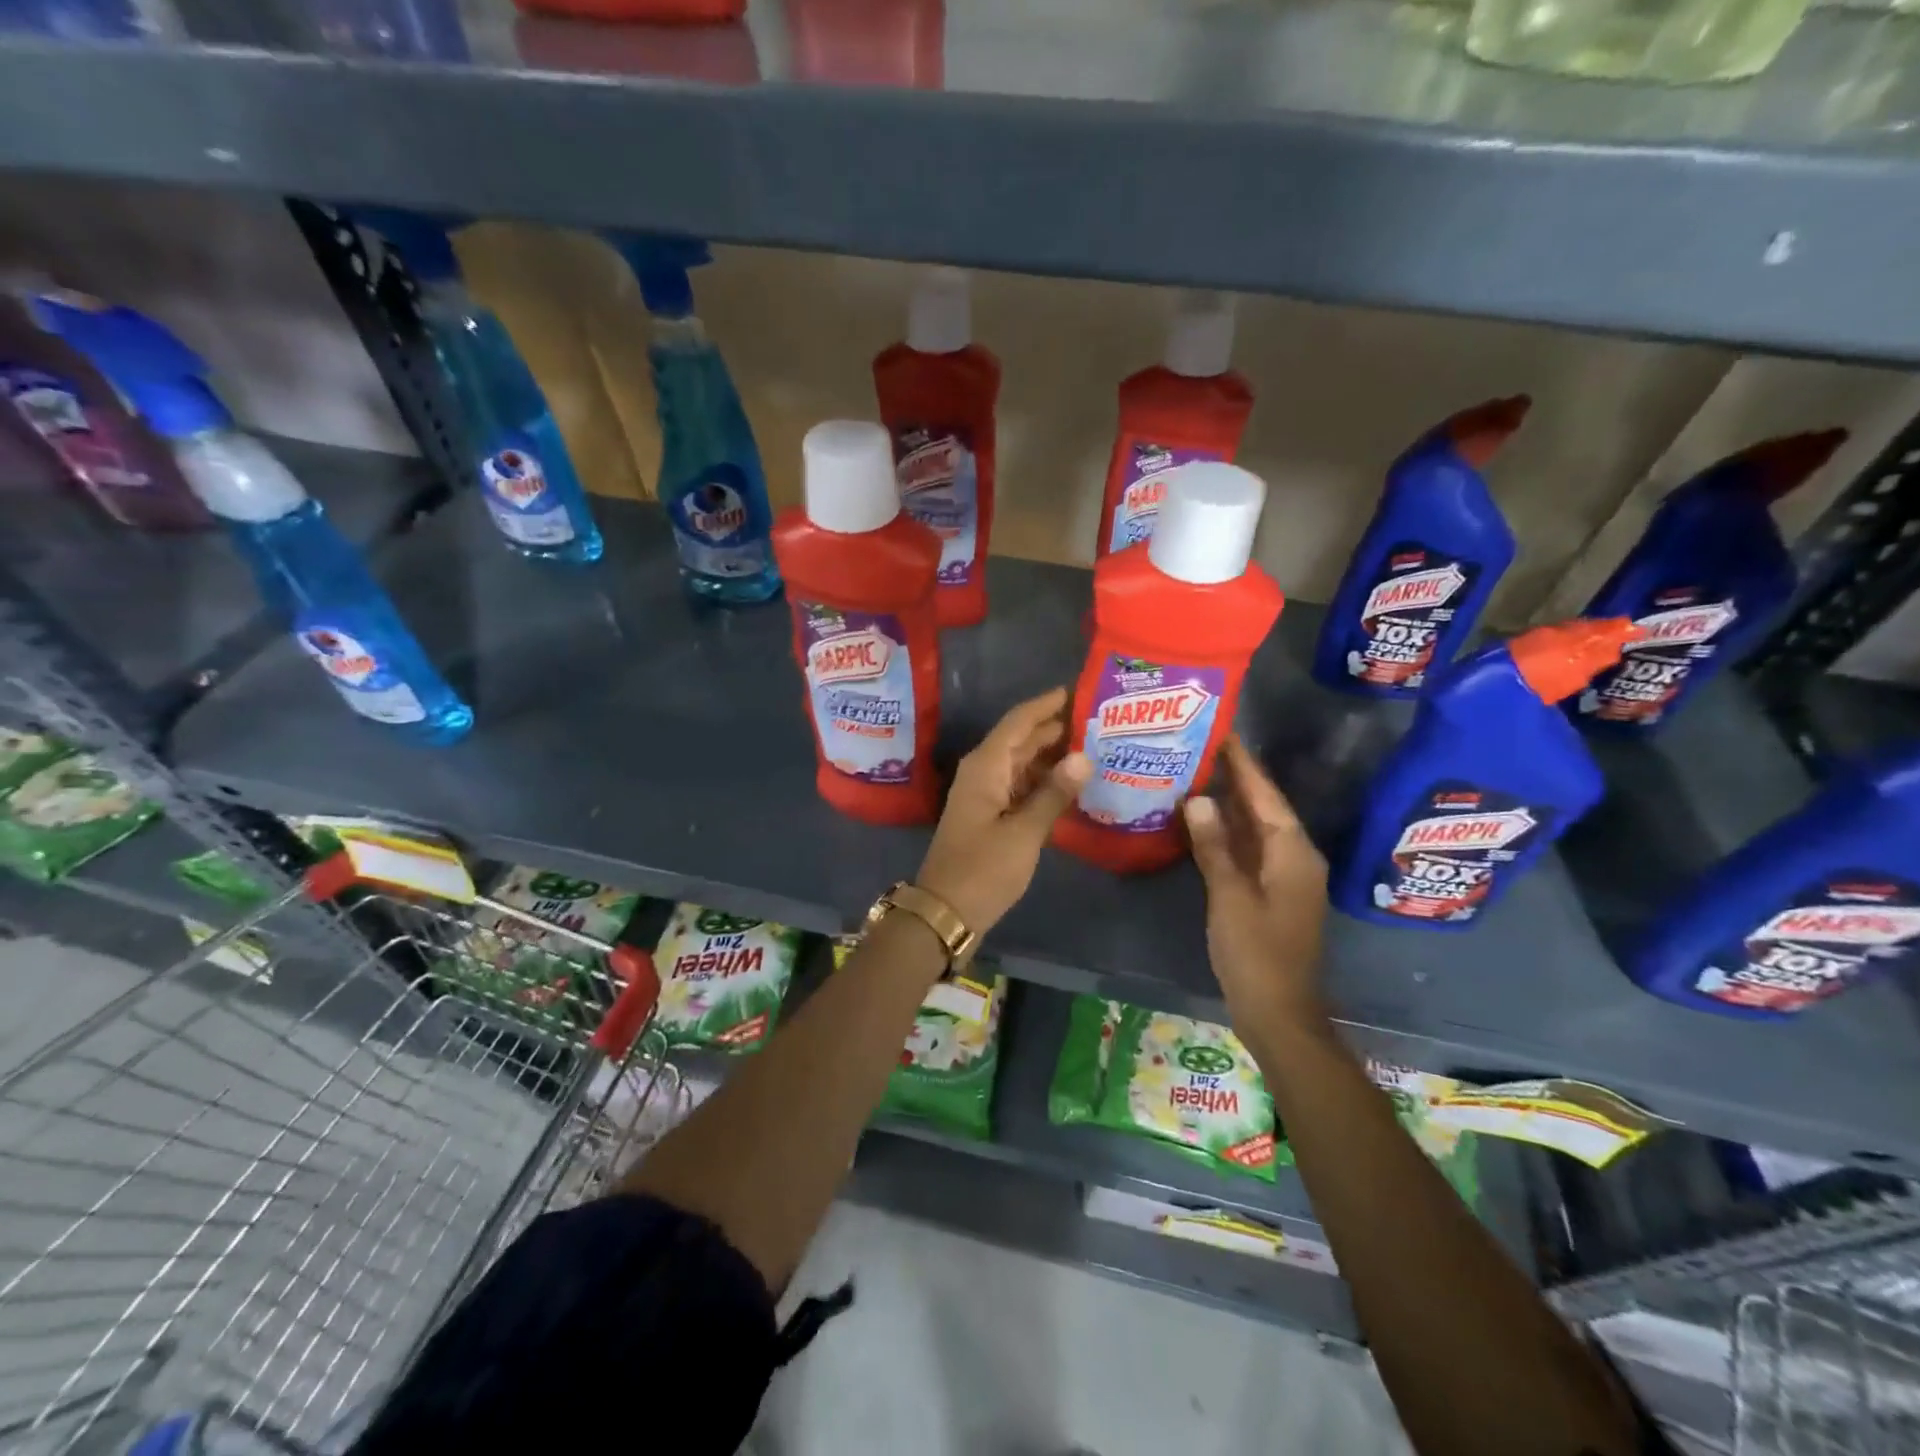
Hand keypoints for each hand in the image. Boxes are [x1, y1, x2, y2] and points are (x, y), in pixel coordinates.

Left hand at [916, 687, 1090, 934]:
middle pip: (1020, 740)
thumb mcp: (1024, 832)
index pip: (1018, 722)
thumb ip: (1054, 794)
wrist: (946, 911)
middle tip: (1095, 720)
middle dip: (1053, 728)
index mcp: (986, 766)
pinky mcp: (989, 815)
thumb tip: (1084, 757)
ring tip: (1091, 748)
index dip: (1045, 705)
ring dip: (1050, 755)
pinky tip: (1069, 784)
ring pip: (1021, 763)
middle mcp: (982, 772)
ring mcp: (984, 794)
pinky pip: (1019, 785)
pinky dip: (1042, 781)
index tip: (1075, 690)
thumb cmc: (983, 869)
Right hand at [1183, 735, 1329, 1033]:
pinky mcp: (1270, 892)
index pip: (1265, 794)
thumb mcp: (1229, 896)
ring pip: (1255, 828)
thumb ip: (1214, 845)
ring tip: (1193, 772)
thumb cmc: (1256, 953)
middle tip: (1197, 746)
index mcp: (1292, 851)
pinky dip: (1227, 832)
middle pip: (1262, 806)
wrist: (1279, 1012)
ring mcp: (1284, 876)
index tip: (1221, 729)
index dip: (1243, 762)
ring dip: (1229, 803)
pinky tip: (1200, 821)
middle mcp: (1294, 856)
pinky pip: (1249, 849)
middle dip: (1234, 777)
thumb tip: (1198, 797)